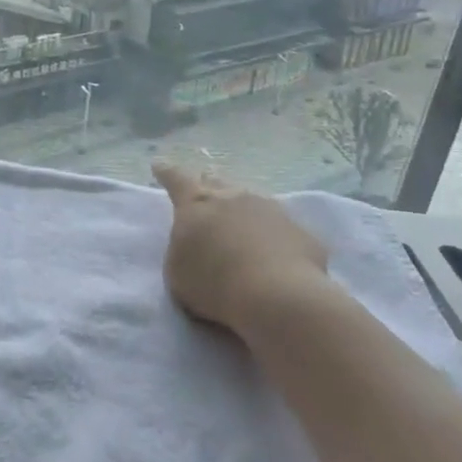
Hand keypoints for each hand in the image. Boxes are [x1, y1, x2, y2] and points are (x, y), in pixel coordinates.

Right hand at [154, 162, 333, 334]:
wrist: (278, 297)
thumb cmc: (214, 283)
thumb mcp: (177, 270)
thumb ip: (181, 248)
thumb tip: (194, 242)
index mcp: (197, 202)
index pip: (176, 178)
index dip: (166, 172)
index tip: (159, 165)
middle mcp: (233, 196)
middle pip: (216, 182)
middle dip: (207, 185)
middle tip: (203, 191)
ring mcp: (271, 209)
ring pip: (251, 201)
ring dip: (242, 210)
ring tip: (240, 227)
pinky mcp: (301, 232)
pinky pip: (281, 229)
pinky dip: (273, 237)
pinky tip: (275, 256)